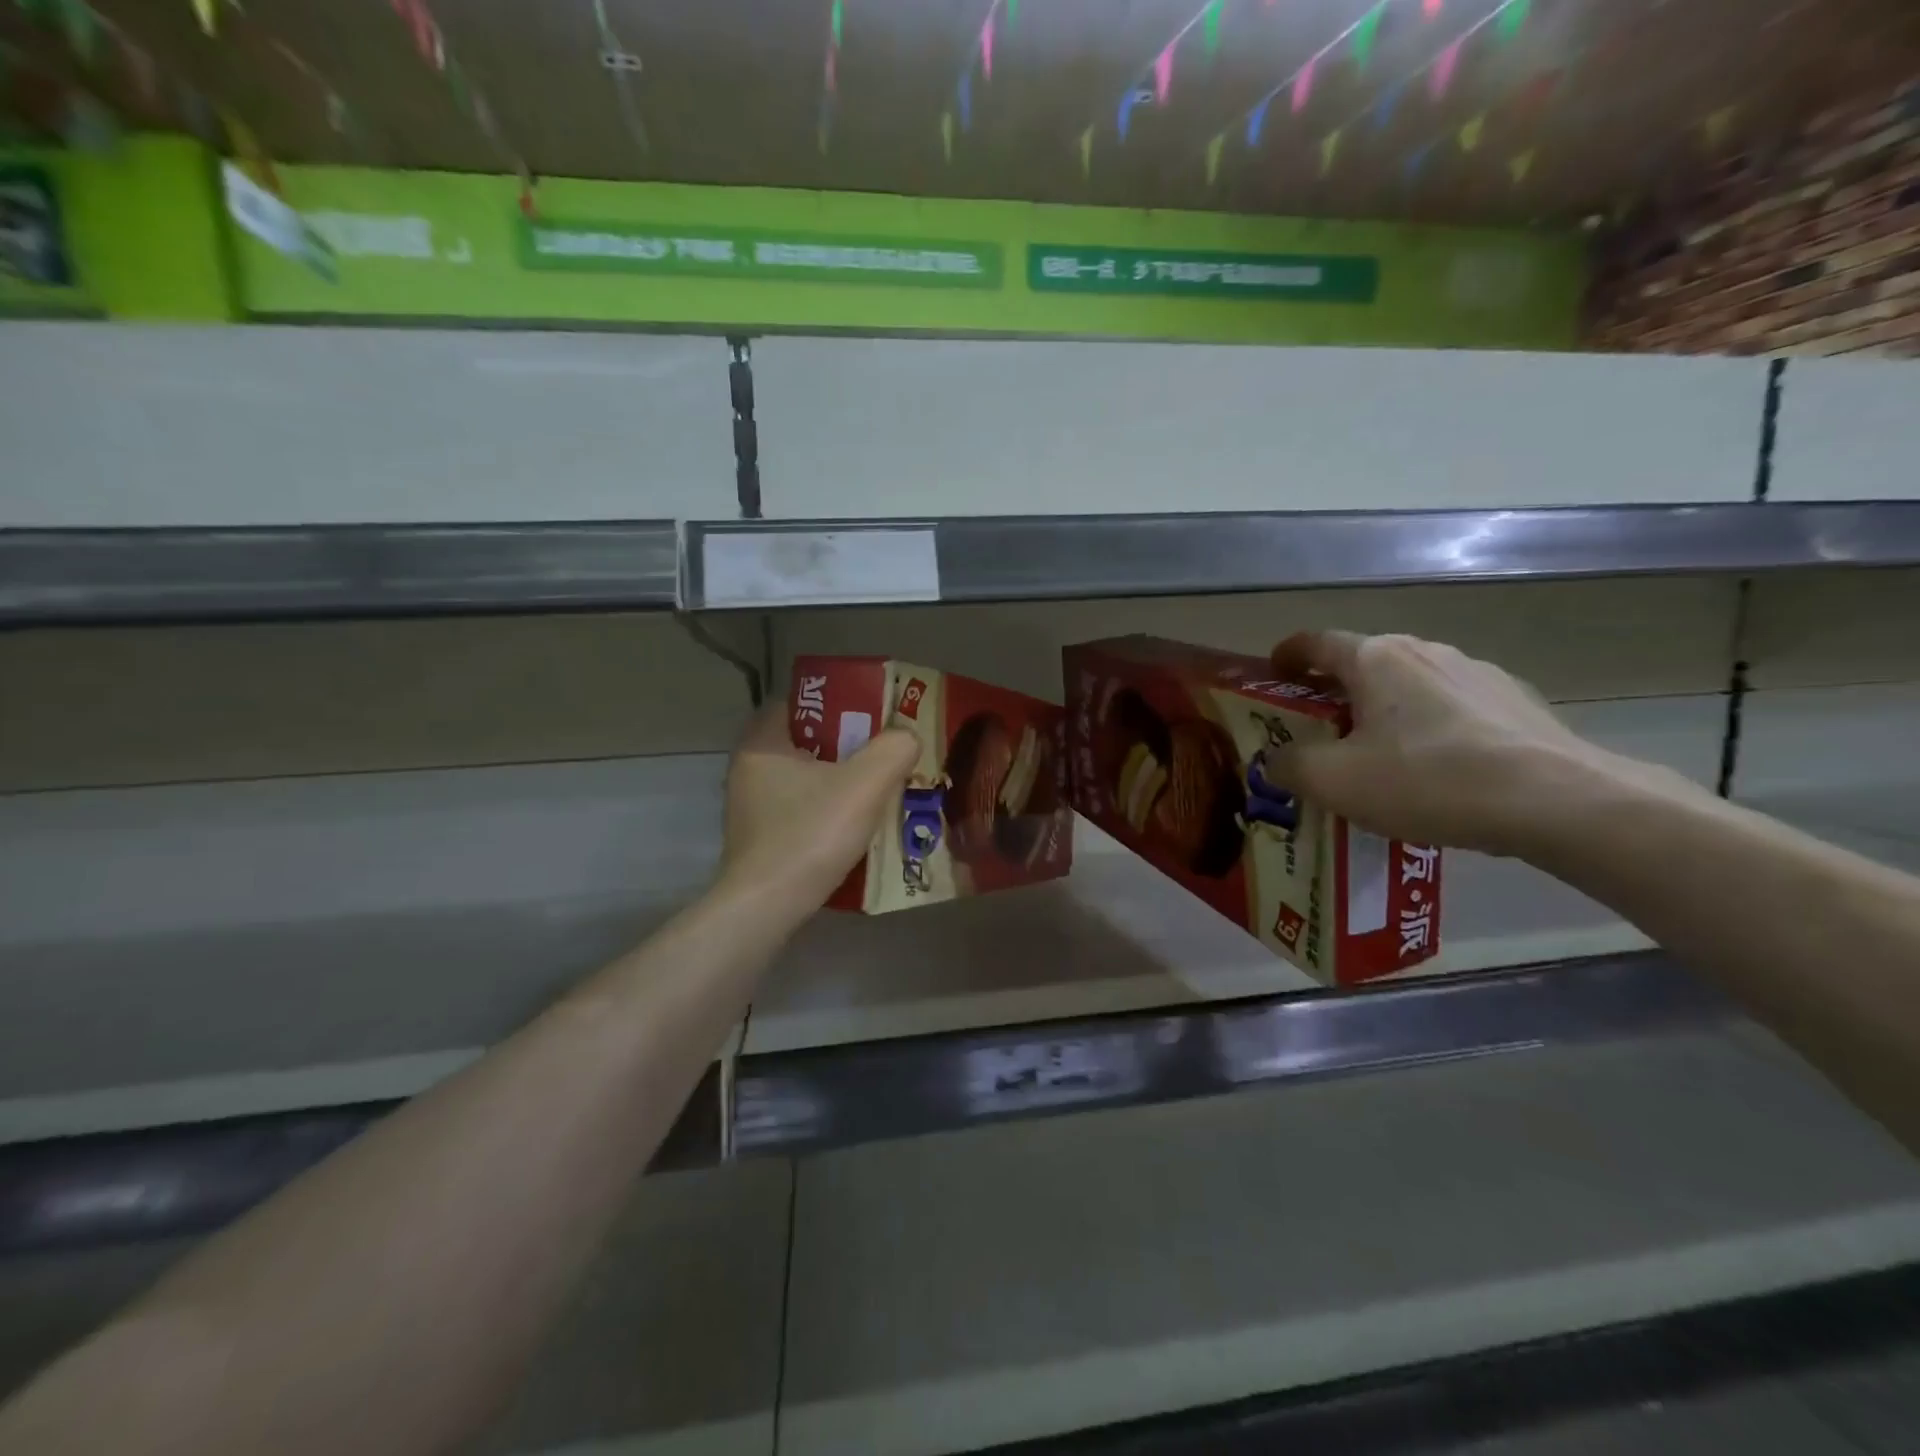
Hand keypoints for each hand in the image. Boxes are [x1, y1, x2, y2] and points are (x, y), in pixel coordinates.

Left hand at [720, 703, 920, 911]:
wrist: (767, 908)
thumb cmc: (810, 835)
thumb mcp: (864, 785)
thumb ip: (893, 750)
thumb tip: (907, 738)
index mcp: (762, 744)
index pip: (797, 704)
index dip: (835, 704)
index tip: (869, 716)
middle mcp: (748, 770)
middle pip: (804, 743)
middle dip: (845, 745)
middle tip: (883, 752)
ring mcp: (750, 808)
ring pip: (804, 780)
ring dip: (838, 781)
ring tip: (878, 788)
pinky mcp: (759, 840)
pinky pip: (799, 810)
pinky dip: (826, 811)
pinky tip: (855, 825)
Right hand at [1260, 631, 1621, 855]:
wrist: (1557, 800)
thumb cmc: (1427, 779)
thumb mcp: (1333, 781)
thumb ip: (1289, 765)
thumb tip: (1277, 760)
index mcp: (1375, 659)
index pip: (1316, 642)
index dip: (1287, 656)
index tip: (1273, 674)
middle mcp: (1425, 651)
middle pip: (1364, 663)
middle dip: (1335, 691)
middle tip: (1319, 729)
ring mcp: (1477, 673)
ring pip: (1411, 685)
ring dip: (1385, 709)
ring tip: (1381, 755)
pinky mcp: (1517, 701)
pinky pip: (1454, 708)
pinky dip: (1431, 727)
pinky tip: (1438, 769)